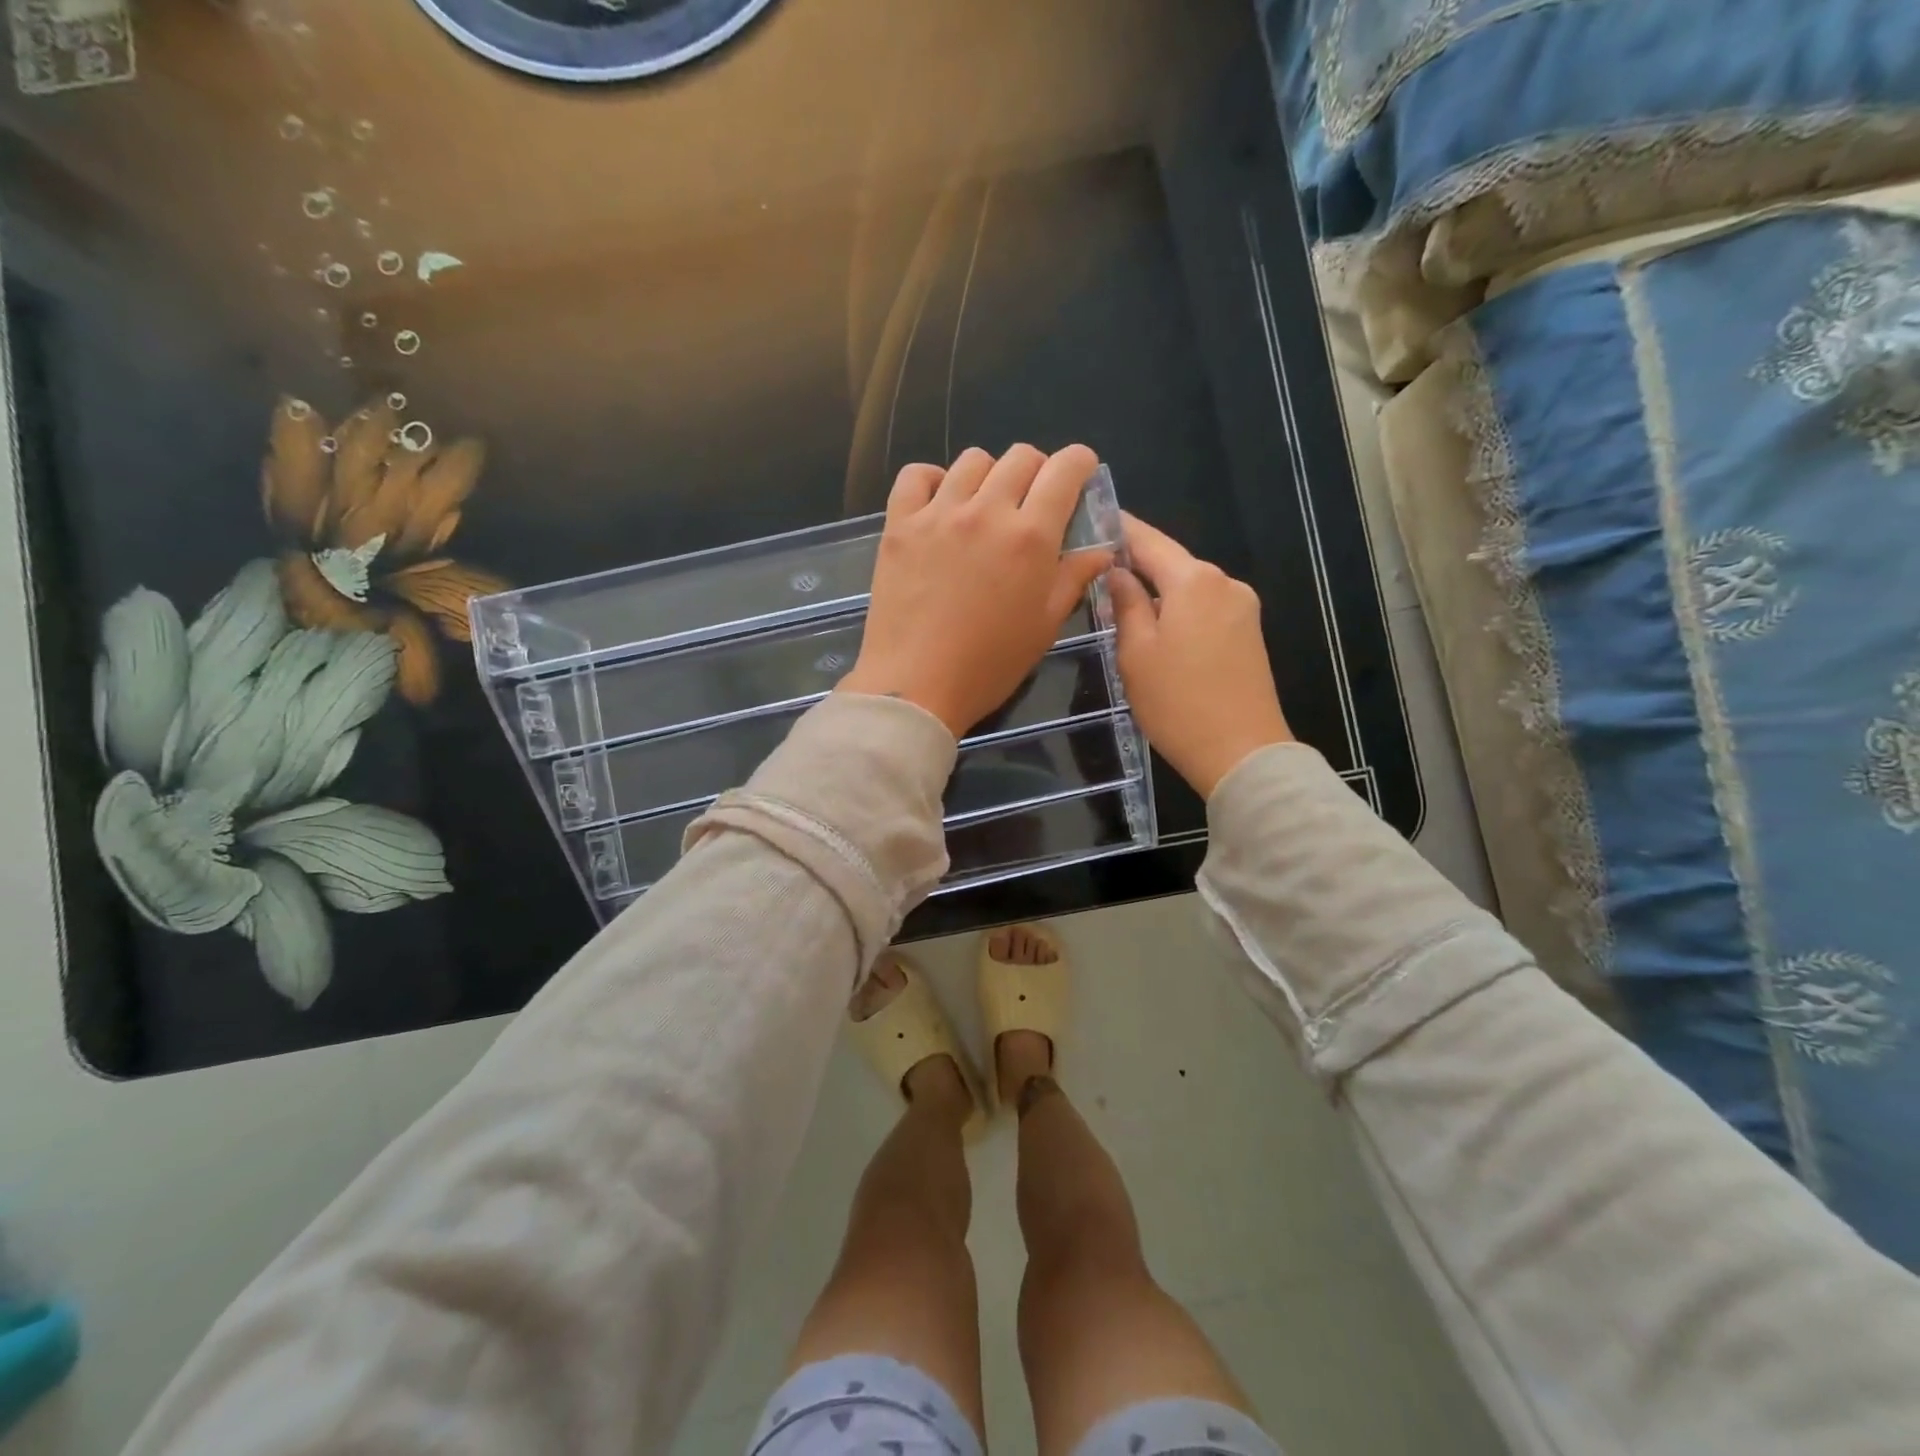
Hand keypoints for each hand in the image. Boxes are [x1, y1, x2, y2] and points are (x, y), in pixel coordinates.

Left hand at [838, 445, 1113, 736]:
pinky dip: (932, 479)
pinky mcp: (899, 525)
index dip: (1079, 463)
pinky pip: (916, 476)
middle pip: (1020, 457)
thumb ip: (1073, 579)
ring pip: (971, 461)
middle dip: (1037, 470)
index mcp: (1030, 536)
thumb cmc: (989, 665)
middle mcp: (986, 511)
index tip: (1079, 474)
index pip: (1064, 469)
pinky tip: (940, 504)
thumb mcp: (1044, 627)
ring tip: (985, 506)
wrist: (916, 686)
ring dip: (989, 475)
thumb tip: (1101, 551)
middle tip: (1032, 502)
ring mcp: (938, 514)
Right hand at [1108, 513, 1293, 797]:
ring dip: (1157, 592)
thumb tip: (1116, 572)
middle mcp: (1224, 583)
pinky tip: (1157, 629)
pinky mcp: (1249, 634)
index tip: (1092, 516)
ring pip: (1188, 588)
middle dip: (1136, 564)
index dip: (1119, 529)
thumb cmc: (1178, 703)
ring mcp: (1243, 608)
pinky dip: (1178, 611)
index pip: (1148, 540)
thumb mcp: (1136, 653)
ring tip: (1120, 605)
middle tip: (1096, 569)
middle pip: (1172, 563)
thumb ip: (1124, 604)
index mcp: (1194, 581)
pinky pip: (1205, 609)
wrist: (1241, 752)